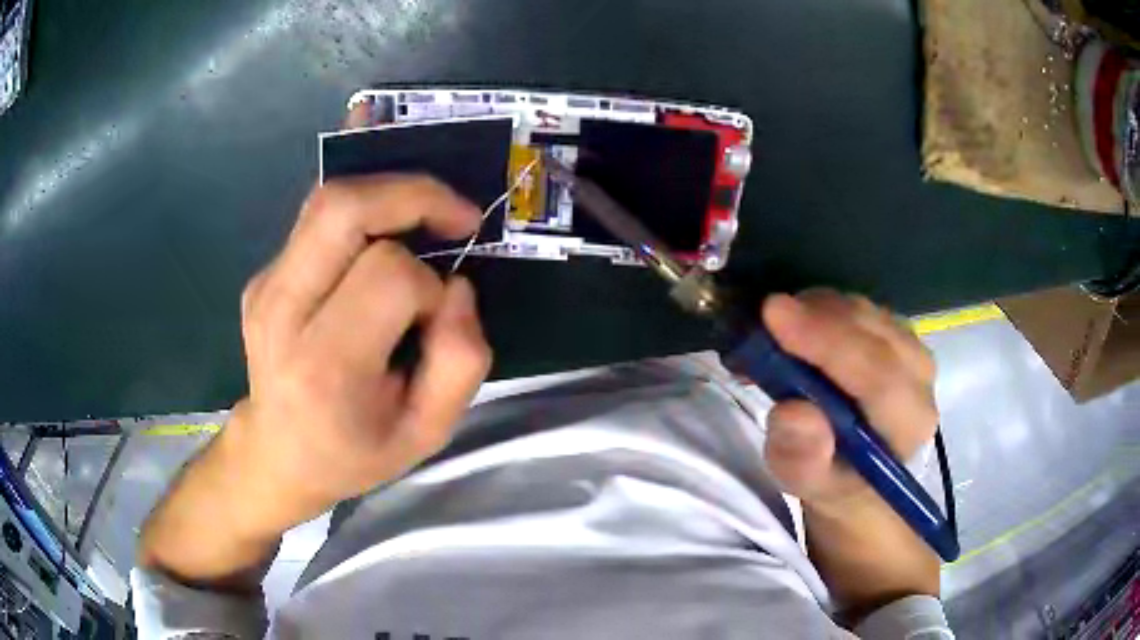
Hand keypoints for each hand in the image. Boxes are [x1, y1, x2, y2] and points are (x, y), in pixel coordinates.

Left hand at [231, 175, 493, 529]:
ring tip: (427, 219)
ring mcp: (265, 287)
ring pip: (329, 200)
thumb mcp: (427, 433)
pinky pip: (318, 219)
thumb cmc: (354, 453)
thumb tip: (455, 286)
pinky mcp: (262, 275)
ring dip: (390, 195)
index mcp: (324, 366)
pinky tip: (383, 243)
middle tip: (457, 218)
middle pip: (343, 209)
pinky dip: (365, 214)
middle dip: (414, 196)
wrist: (278, 454)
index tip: (438, 314)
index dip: (430, 284)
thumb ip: (460, 361)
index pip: (387, 276)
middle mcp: (282, 312)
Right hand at [758, 290, 940, 619]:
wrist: (858, 471)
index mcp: (909, 422)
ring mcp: (912, 349)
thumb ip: (803, 458)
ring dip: (814, 311)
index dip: (827, 342)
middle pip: (873, 330)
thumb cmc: (835, 481)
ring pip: (864, 311)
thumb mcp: (810, 486)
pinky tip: (796, 330)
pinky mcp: (897, 334)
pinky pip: (859, 308)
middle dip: (815, 318)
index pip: (877, 374)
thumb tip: (793, 410)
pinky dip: (821, 310)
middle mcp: (921, 378)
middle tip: (761, 325)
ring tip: (773, 335)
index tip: (773, 314)